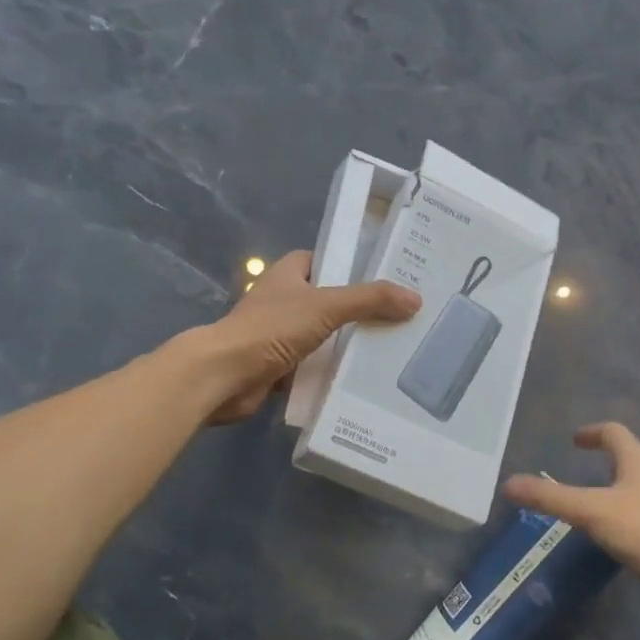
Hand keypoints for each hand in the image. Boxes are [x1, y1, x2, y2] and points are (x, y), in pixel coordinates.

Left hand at [200, 250, 419, 423]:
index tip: (387, 277)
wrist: (225, 376)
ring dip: (347, 343)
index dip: (353, 265)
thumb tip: (414, 298)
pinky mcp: (278, 366)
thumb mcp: (327, 306)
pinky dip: (332, 371)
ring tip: (391, 348)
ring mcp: (279, 335)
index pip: (325, 260)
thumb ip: (370, 300)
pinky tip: (363, 378)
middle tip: (399, 316)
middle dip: (359, 309)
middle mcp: (283, 300)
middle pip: (329, 300)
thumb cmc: (271, 329)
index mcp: (288, 274)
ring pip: (323, 335)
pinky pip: (314, 366)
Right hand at [504, 423, 639, 589]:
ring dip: (628, 478)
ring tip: (607, 496)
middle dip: (613, 454)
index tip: (575, 440)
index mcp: (638, 456)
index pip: (612, 432)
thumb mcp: (592, 513)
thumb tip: (508, 483)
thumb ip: (551, 499)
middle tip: (592, 466)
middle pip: (635, 450)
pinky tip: (631, 525)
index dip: (591, 433)